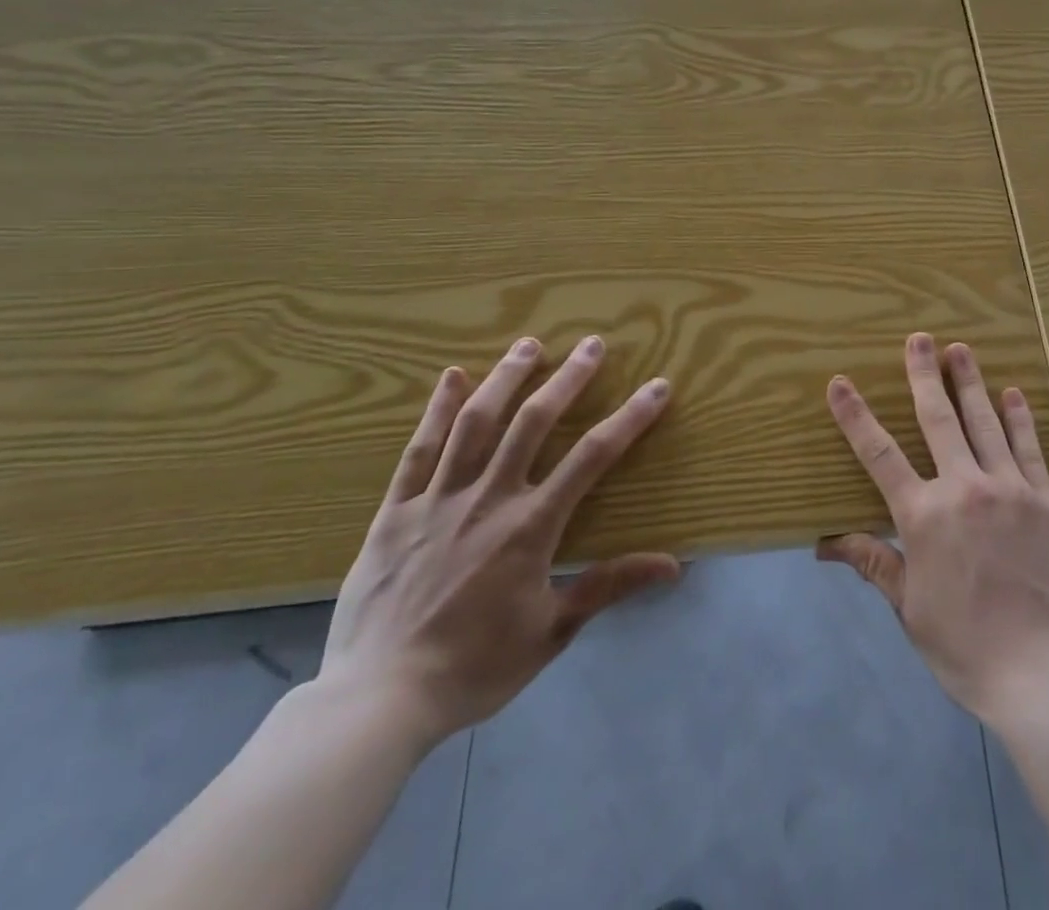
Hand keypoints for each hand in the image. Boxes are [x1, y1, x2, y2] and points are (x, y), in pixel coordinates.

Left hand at [320, 335, 680, 747]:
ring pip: (476, 424)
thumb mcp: (552, 632)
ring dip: (506, 379)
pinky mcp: (395, 512)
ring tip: (530, 344)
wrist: (376, 704)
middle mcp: (488, 499)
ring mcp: (437, 501)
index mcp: (530, 527)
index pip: (593, 457)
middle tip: (592, 344)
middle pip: (533, 423)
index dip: (630, 418)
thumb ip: (608, 586)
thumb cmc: (473, 668)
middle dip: (568, 379)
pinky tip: (451, 378)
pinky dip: (437, 411)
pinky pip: (418, 451)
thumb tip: (673, 565)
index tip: (657, 387)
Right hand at [817, 333, 1048, 721]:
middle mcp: (964, 489)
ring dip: (970, 382)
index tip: (840, 383)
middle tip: (919, 338)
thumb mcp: (910, 609)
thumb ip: (875, 563)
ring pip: (985, 423)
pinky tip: (1013, 393)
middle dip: (924, 375)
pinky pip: (1029, 449)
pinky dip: (1019, 418)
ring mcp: (1009, 489)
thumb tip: (826, 543)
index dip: (856, 416)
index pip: (879, 455)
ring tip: (961, 348)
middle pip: (938, 420)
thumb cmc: (966, 646)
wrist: (1044, 672)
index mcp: (923, 516)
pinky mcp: (1046, 500)